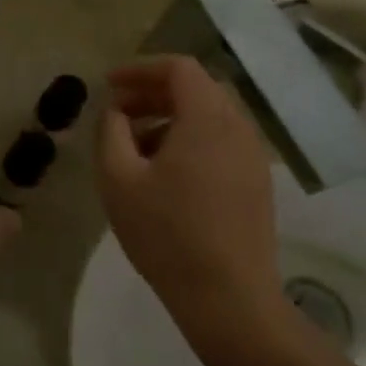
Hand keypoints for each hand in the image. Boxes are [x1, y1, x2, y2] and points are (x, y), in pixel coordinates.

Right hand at [95, 57, 281, 322]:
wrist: (228, 297)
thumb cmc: (166, 233)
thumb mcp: (118, 178)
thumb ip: (110, 131)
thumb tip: (115, 111)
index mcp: (208, 119)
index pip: (178, 67)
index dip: (139, 69)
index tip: (108, 85)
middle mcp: (238, 128)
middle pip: (196, 89)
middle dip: (152, 93)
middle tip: (117, 113)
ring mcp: (253, 156)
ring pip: (209, 116)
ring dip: (169, 118)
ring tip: (134, 146)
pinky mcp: (256, 183)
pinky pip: (221, 142)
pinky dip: (189, 139)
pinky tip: (164, 173)